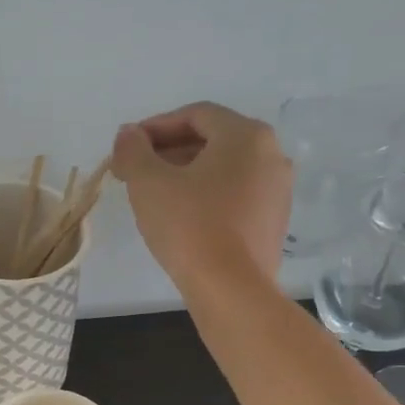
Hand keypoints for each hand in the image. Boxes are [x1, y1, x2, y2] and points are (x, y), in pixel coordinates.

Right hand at [111, 102, 291, 289]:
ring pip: (224, 169)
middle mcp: (271, 154)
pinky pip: (235, 195)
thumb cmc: (189, 225)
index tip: (127, 146)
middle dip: (169, 151)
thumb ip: (133, 150)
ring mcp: (278, 190)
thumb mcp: (148, 182)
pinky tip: (182, 217)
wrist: (231, 289)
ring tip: (153, 195)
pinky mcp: (274, 222)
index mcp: (246, 135)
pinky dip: (206, 196)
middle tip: (135, 171)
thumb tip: (128, 135)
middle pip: (212, 140)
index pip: (195, 115)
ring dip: (186, 174)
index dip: (155, 127)